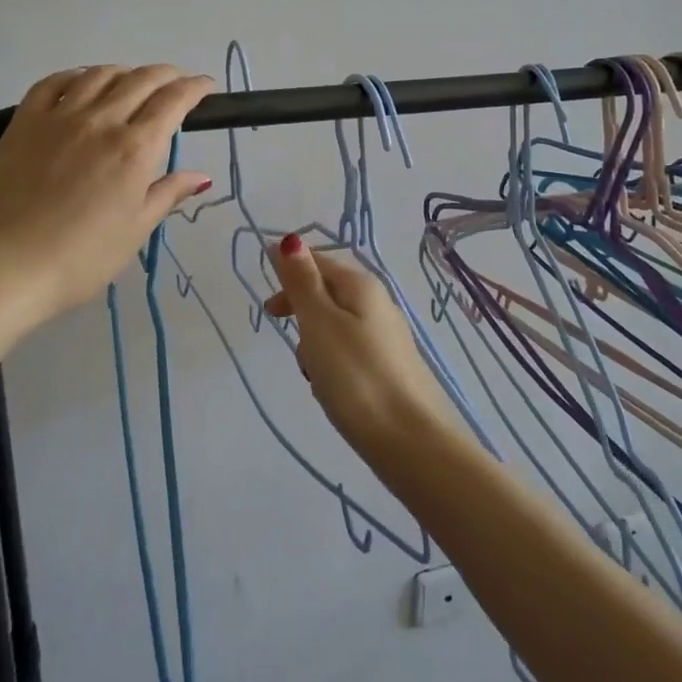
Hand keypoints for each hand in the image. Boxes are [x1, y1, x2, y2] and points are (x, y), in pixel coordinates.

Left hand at [0, 65, 215, 321]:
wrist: (10, 267)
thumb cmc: (83, 257)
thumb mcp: (136, 229)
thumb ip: (168, 193)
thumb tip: (201, 176)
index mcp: (135, 148)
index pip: (173, 101)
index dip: (195, 88)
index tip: (206, 87)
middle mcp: (102, 120)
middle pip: (141, 80)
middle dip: (167, 75)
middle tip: (177, 82)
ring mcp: (59, 116)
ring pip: (99, 74)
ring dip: (125, 72)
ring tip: (132, 82)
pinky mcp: (24, 121)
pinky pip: (52, 82)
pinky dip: (76, 75)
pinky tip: (82, 82)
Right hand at [265, 234, 457, 456]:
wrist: (412, 443)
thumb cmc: (356, 377)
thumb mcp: (319, 323)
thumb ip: (302, 281)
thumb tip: (288, 239)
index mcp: (361, 285)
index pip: (318, 261)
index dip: (289, 274)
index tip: (269, 309)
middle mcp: (378, 303)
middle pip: (327, 293)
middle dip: (301, 312)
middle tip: (284, 339)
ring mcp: (386, 337)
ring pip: (335, 326)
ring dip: (314, 344)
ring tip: (312, 374)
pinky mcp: (389, 368)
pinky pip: (348, 353)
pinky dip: (332, 365)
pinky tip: (331, 391)